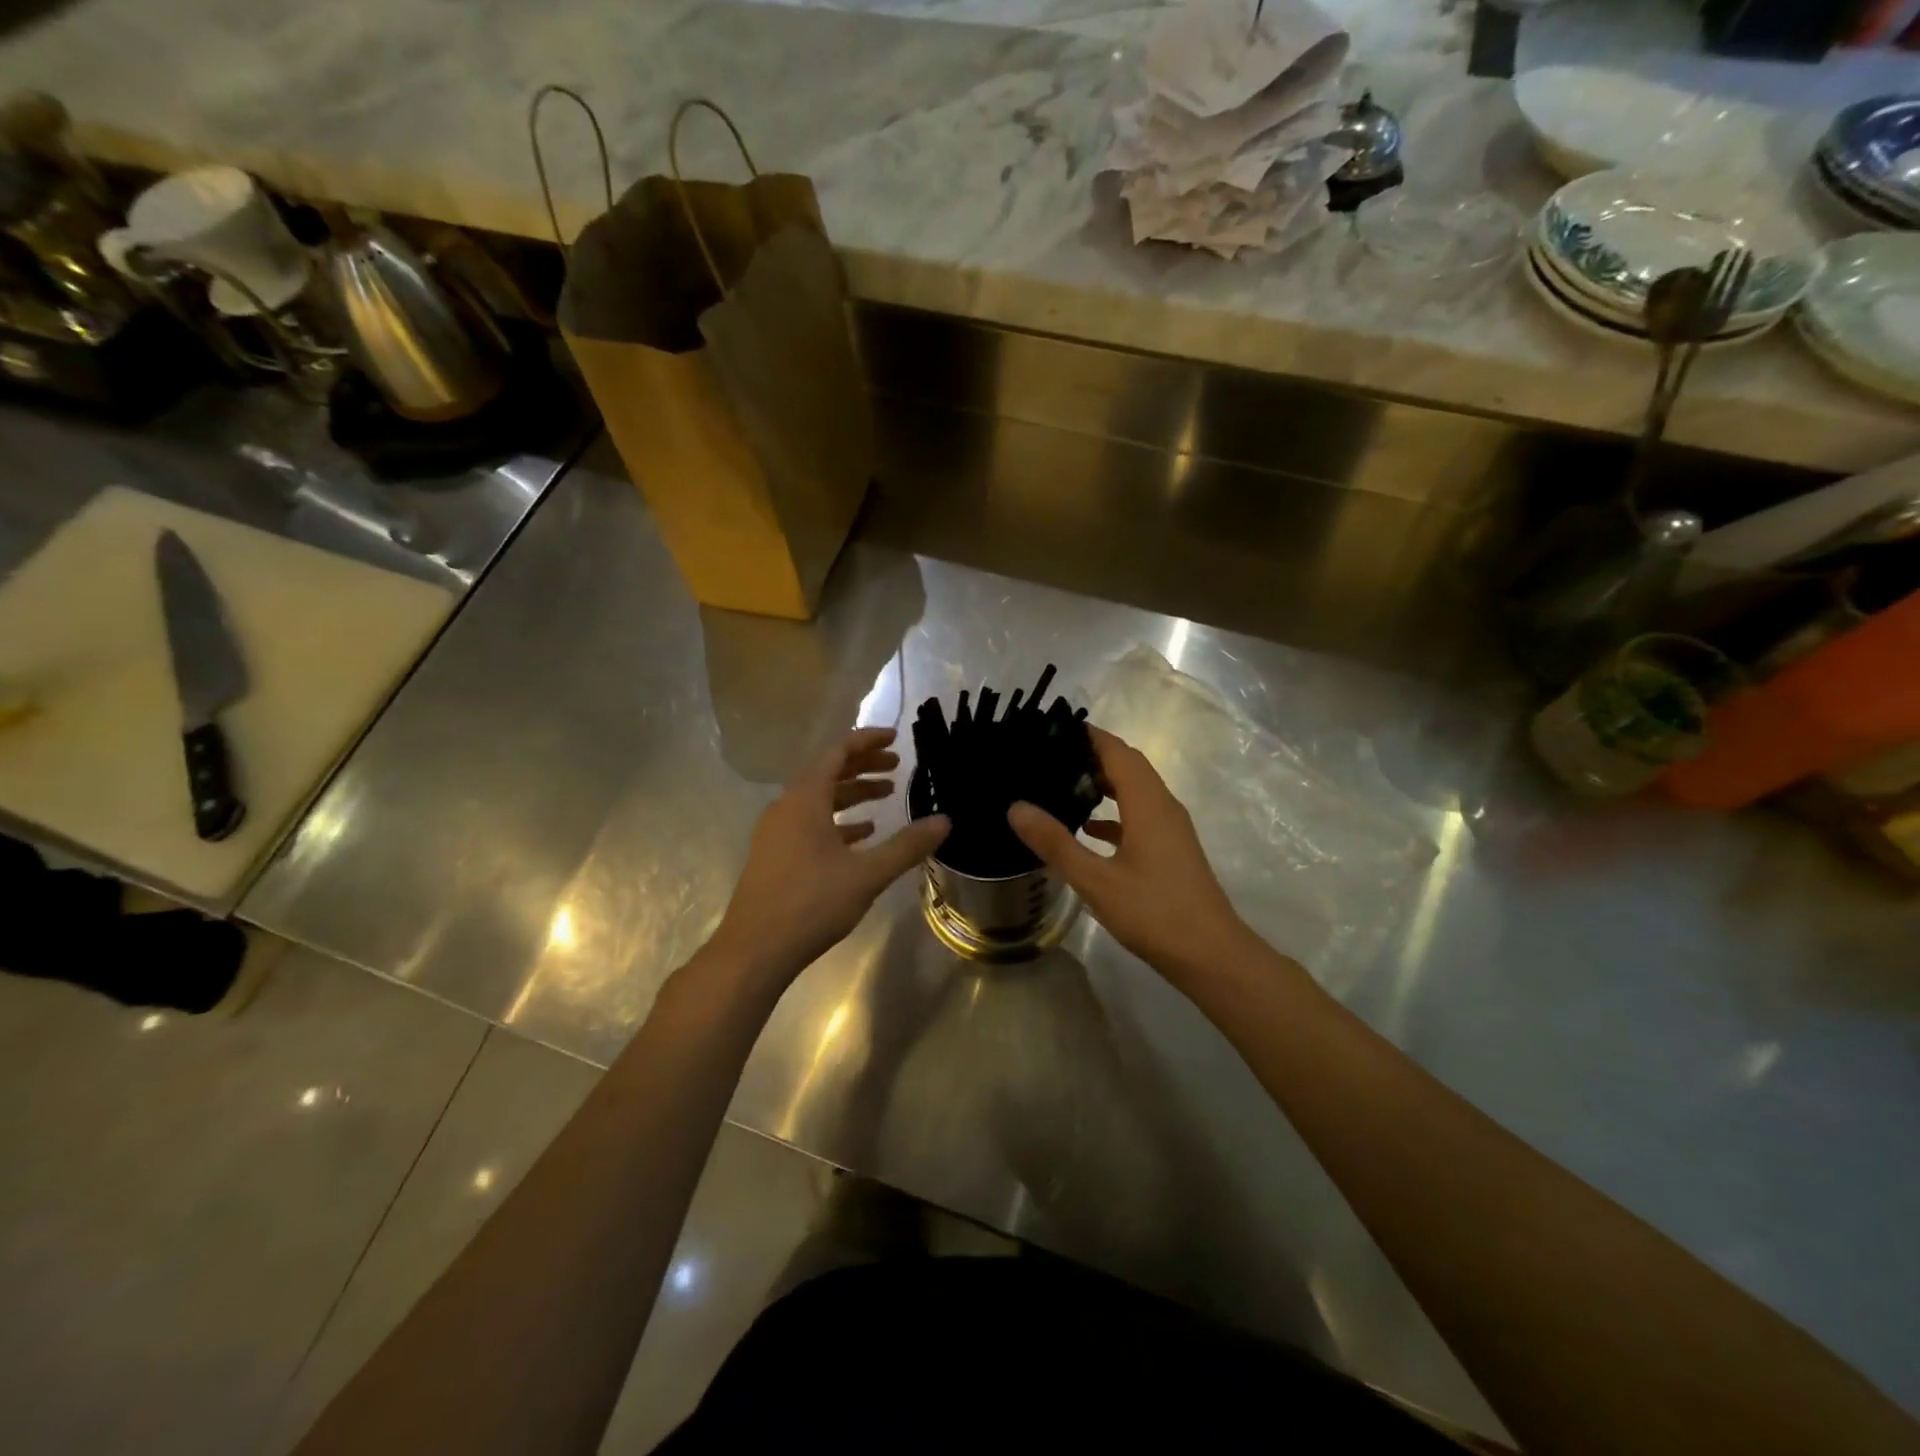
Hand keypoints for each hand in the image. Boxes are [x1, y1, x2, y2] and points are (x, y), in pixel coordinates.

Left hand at [709, 727, 948, 989]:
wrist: (754, 950)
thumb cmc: (811, 904)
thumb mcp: (867, 874)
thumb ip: (906, 846)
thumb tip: (944, 821)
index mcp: (804, 799)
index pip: (837, 752)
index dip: (867, 741)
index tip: (895, 738)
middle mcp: (786, 807)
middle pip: (827, 772)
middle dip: (863, 766)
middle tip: (897, 765)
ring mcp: (777, 832)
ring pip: (819, 800)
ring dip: (852, 793)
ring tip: (887, 796)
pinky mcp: (776, 855)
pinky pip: (810, 823)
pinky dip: (838, 821)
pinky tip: (862, 835)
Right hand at [1008, 725, 1254, 984]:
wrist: (1212, 956)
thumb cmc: (1154, 913)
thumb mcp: (1096, 880)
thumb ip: (1056, 843)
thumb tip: (1016, 807)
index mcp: (1148, 804)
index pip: (1117, 751)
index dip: (1088, 734)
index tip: (1052, 727)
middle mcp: (1163, 806)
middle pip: (1128, 765)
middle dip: (1092, 754)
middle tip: (1049, 753)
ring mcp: (1171, 829)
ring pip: (1135, 790)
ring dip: (1103, 782)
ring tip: (1061, 783)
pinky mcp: (1171, 850)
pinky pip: (1139, 815)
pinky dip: (1114, 812)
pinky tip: (1087, 829)